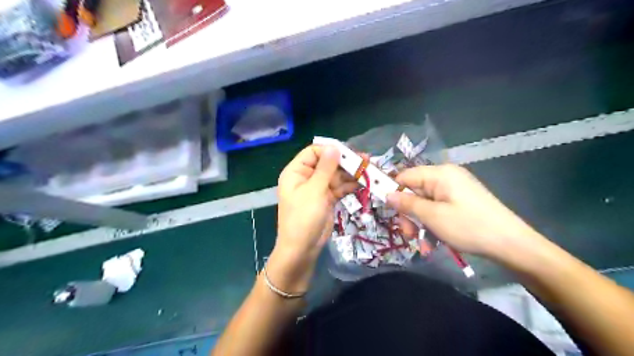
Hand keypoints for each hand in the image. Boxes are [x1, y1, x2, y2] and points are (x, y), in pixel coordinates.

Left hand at [268, 144, 355, 291]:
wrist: (302, 250)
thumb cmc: (303, 218)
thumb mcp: (314, 191)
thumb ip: (325, 168)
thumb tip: (334, 147)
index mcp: (296, 172)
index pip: (313, 152)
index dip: (330, 151)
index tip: (349, 153)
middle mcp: (306, 177)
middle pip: (327, 163)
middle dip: (345, 162)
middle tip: (365, 160)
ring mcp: (317, 189)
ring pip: (336, 176)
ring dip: (351, 174)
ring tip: (369, 170)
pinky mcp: (327, 199)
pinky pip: (339, 188)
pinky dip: (350, 185)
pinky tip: (363, 182)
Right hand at [386, 164, 538, 257]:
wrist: (513, 245)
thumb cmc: (469, 227)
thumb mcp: (433, 216)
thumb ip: (407, 203)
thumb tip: (386, 194)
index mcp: (439, 174)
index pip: (405, 176)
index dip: (393, 192)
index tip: (387, 211)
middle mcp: (446, 177)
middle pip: (415, 191)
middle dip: (408, 213)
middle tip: (408, 234)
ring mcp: (455, 189)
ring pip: (425, 203)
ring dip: (419, 223)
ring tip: (422, 243)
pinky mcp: (461, 201)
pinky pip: (438, 209)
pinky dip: (432, 224)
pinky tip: (433, 241)